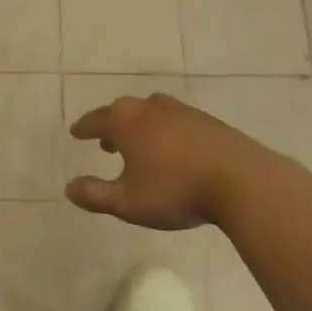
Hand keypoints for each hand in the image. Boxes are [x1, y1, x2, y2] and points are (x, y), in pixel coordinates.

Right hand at [67, 93, 269, 229]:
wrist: (242, 181)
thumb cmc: (175, 190)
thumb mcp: (127, 203)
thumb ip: (95, 195)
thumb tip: (69, 187)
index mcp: (125, 121)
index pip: (96, 120)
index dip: (84, 128)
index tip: (76, 132)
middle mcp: (149, 108)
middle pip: (122, 111)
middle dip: (111, 125)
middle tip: (106, 142)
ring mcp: (181, 111)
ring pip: (151, 113)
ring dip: (140, 127)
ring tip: (140, 146)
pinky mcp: (207, 121)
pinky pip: (175, 121)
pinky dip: (165, 131)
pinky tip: (174, 150)